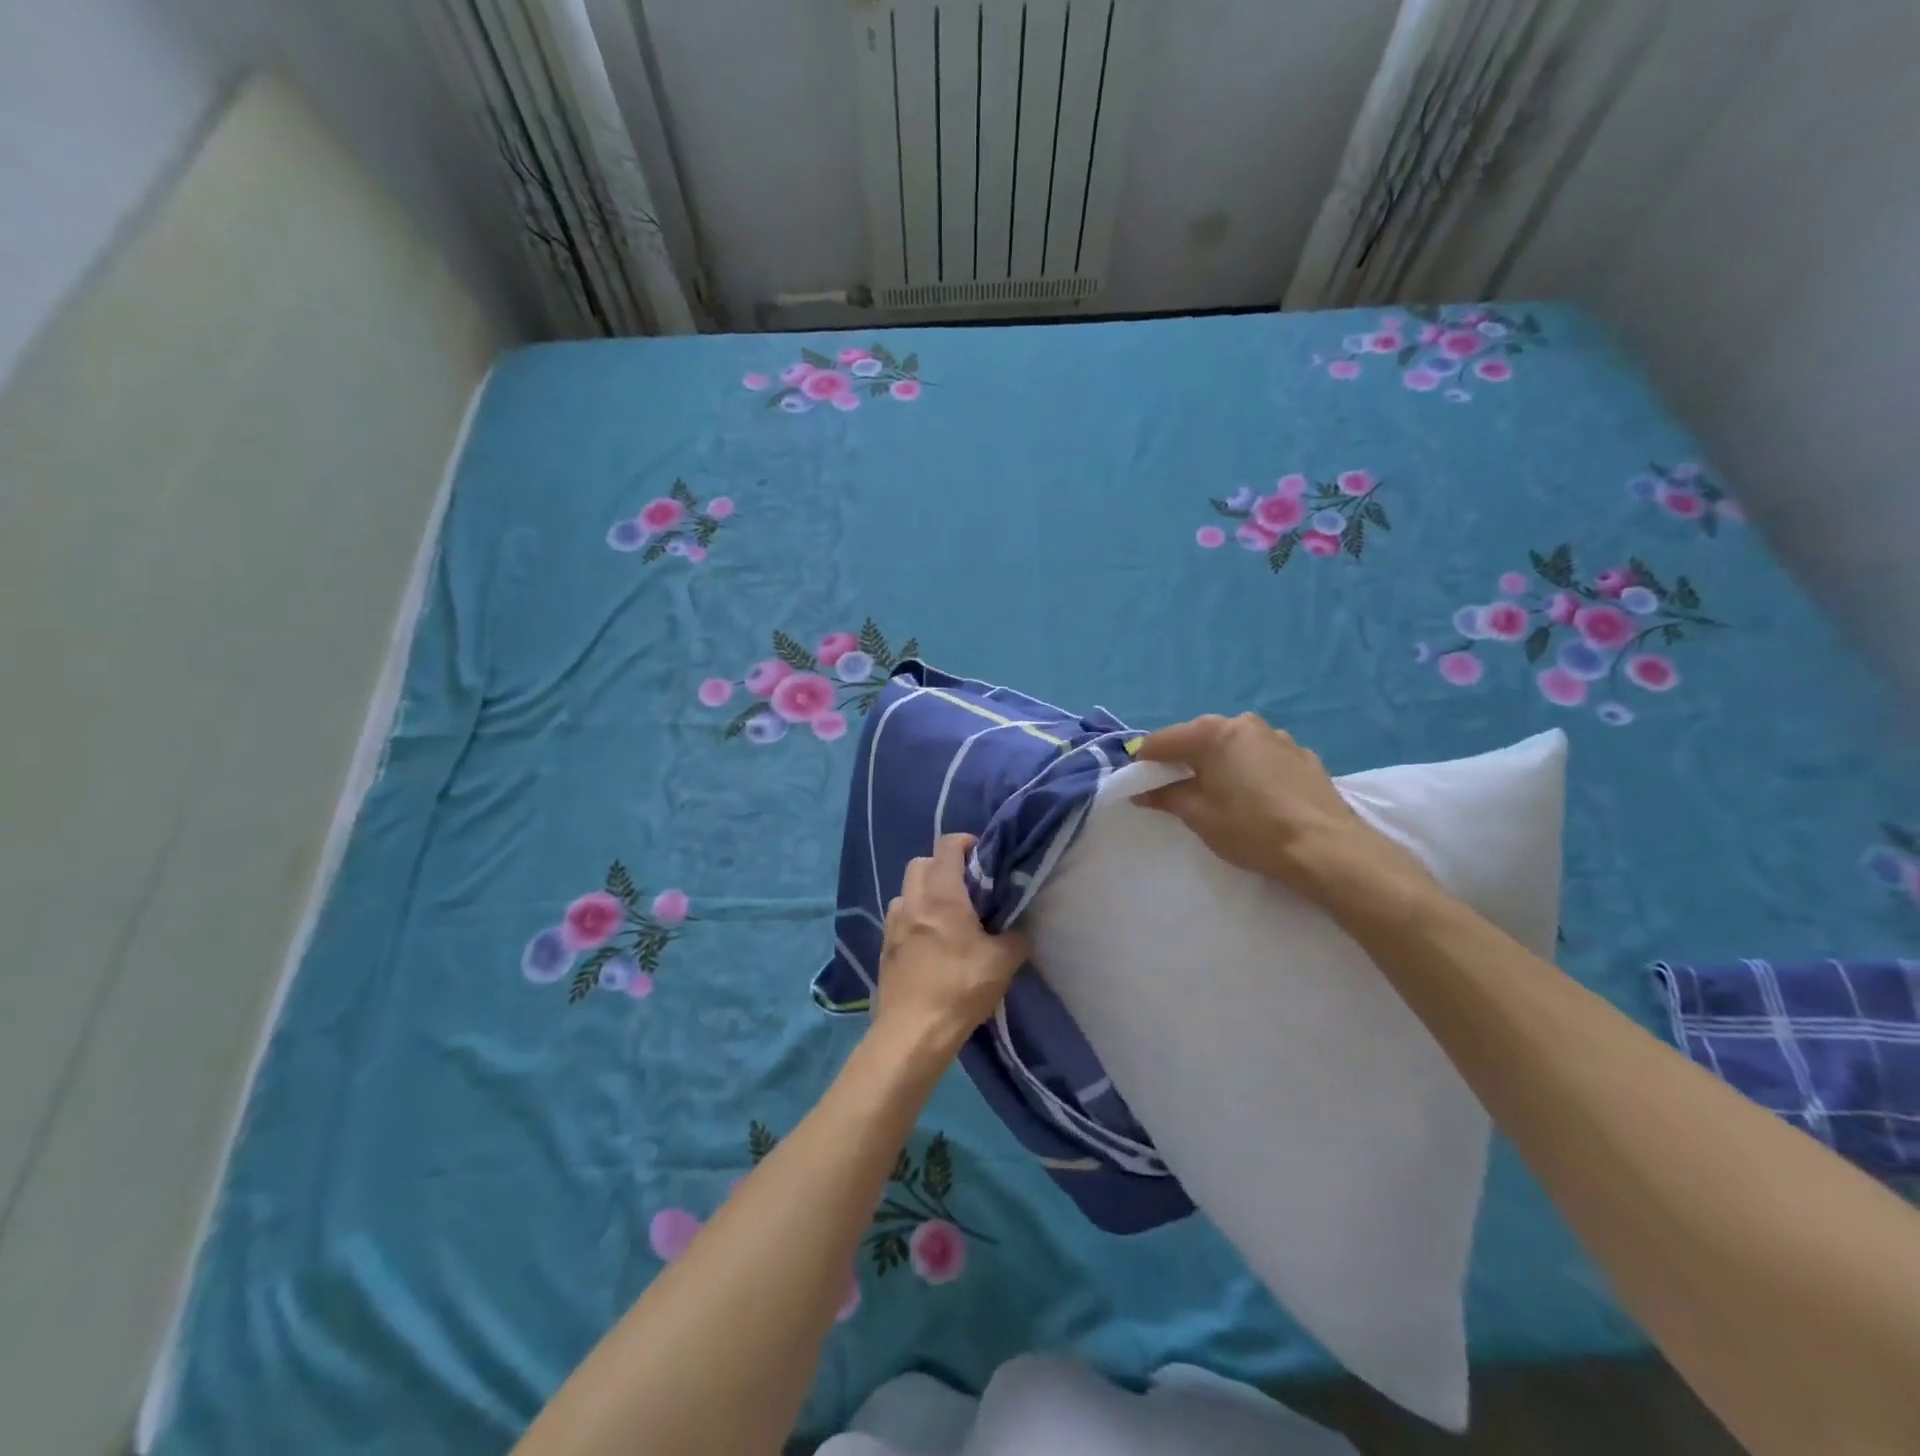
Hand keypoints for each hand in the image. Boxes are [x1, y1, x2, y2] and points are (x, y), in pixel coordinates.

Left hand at [875, 834, 1030, 1056]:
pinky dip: (914, 916)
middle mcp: (913, 901)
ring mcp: (893, 923)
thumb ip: (1016, 938)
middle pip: (921, 863)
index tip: (983, 855)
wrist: (913, 1032)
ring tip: (946, 914)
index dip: (965, 843)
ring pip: (907, 890)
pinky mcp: (885, 946)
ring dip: (925, 891)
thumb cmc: (960, 989)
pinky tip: (929, 940)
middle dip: (942, 865)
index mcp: (942, 895)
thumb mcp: (1002, 964)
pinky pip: (899, 916)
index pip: (947, 846)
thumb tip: (1020, 930)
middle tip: (967, 886)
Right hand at [1135, 713, 1437, 920]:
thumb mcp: (1199, 816)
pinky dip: (1249, 769)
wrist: (1327, 849)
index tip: (1140, 784)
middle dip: (1183, 759)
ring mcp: (1278, 737)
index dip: (1146, 762)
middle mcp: (1245, 724)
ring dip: (1219, 763)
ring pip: (1233, 745)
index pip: (1163, 741)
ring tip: (1219, 794)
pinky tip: (1254, 797)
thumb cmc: (1252, 829)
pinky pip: (1261, 757)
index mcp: (1214, 733)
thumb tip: (1142, 791)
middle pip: (1199, 737)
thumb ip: (1167, 797)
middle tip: (1177, 790)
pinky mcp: (1303, 756)